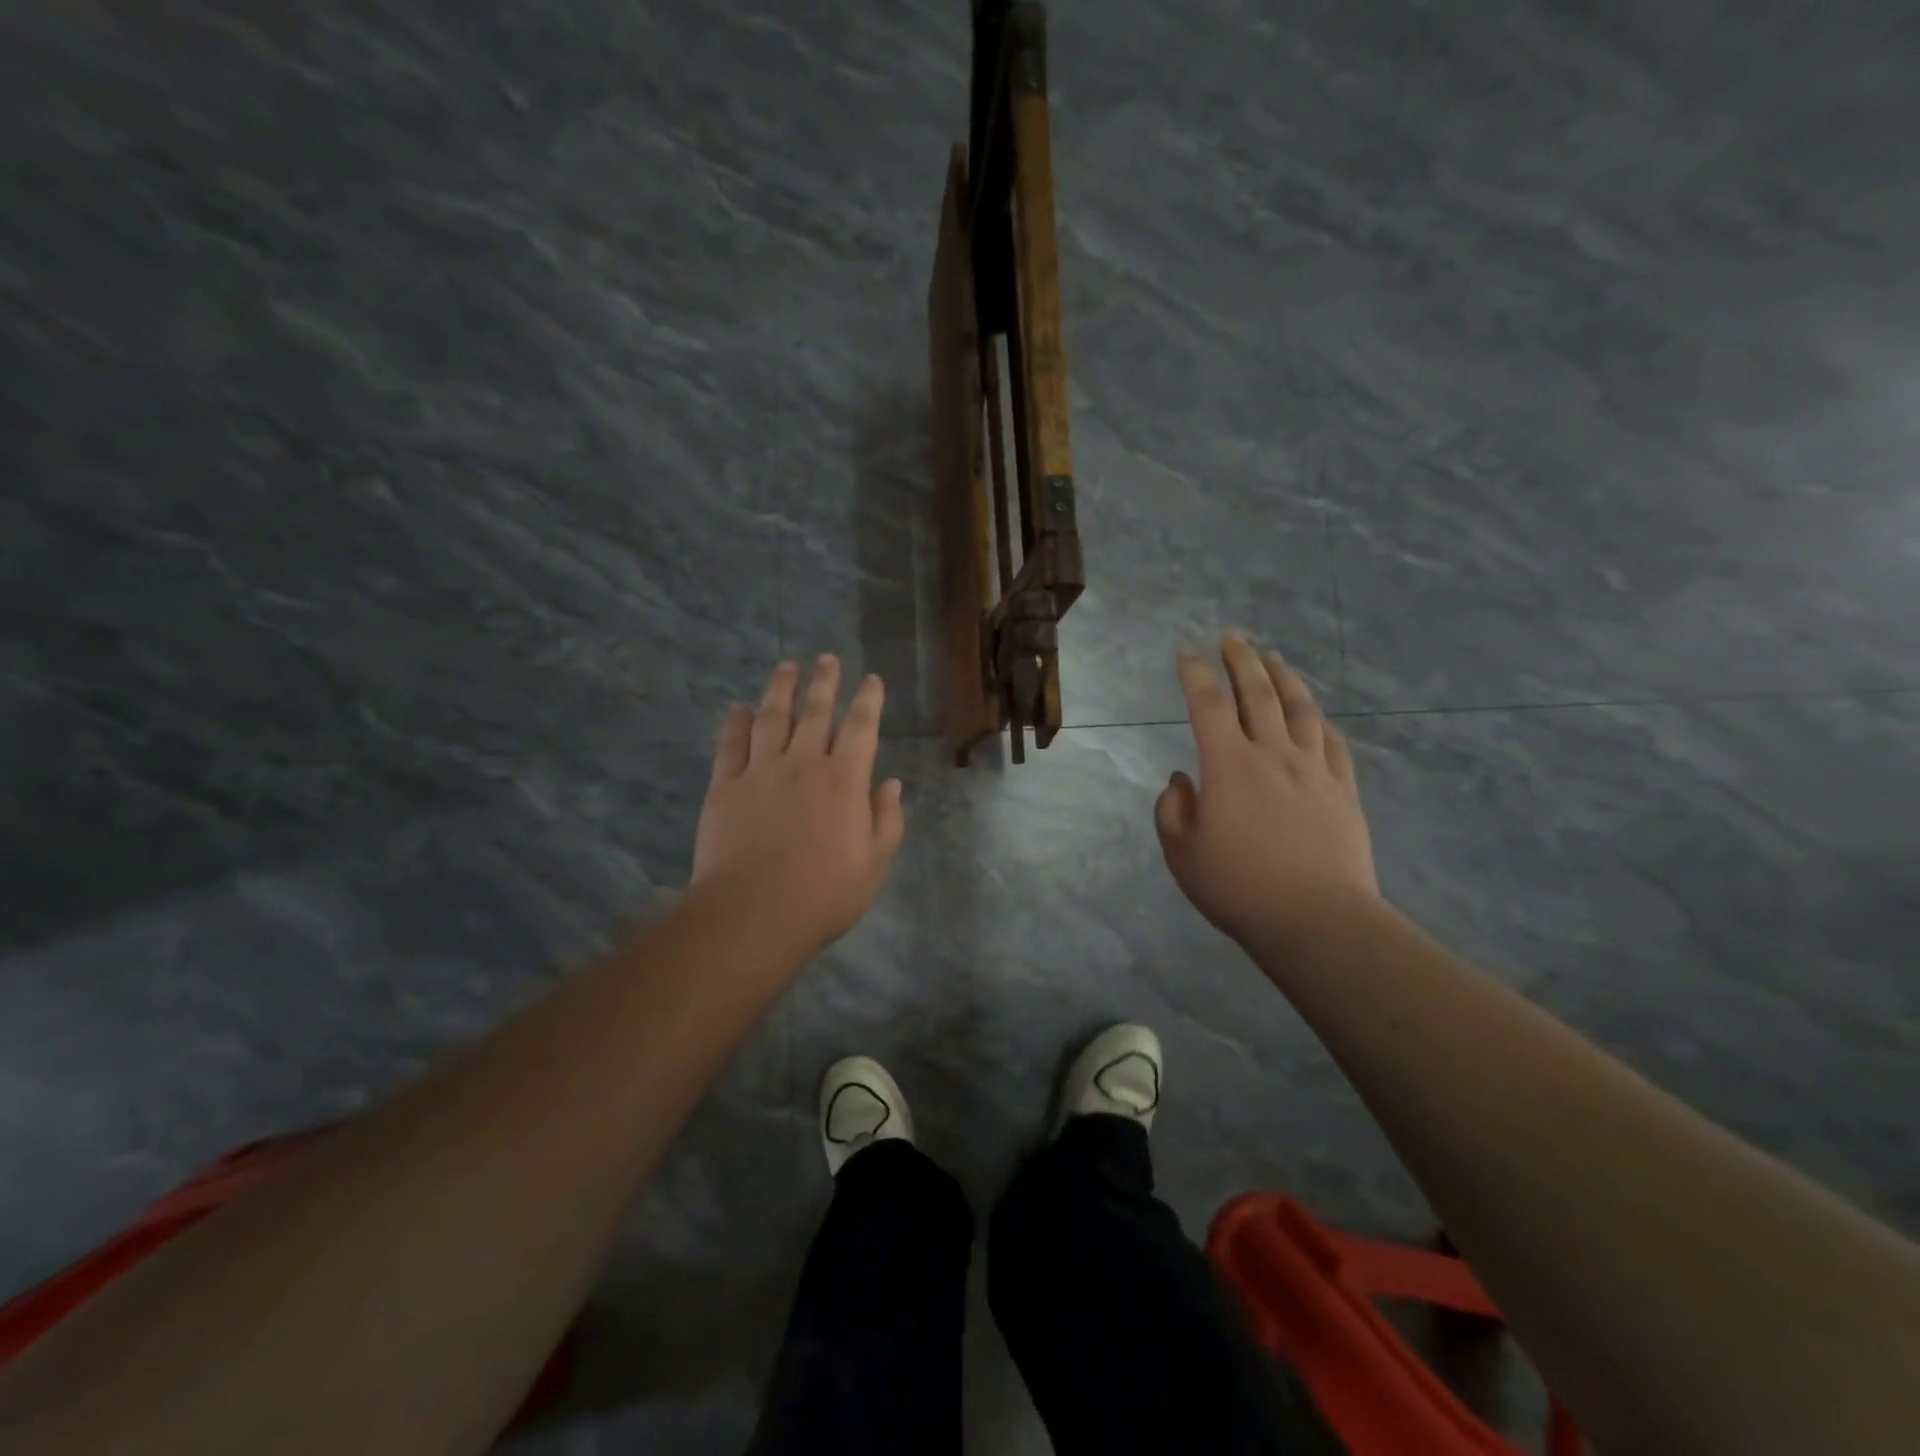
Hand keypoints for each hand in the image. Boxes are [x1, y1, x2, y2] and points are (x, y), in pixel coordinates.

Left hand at [691, 656, 905, 959]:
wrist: (753, 913)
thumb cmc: (823, 894)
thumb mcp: (874, 863)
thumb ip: (886, 819)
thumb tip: (890, 783)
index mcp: (844, 781)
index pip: (861, 728)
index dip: (868, 700)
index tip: (871, 679)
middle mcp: (803, 764)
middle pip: (816, 712)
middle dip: (824, 682)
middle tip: (827, 659)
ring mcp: (761, 771)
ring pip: (772, 718)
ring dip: (781, 689)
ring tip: (787, 666)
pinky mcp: (725, 786)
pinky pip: (731, 744)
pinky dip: (736, 722)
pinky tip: (739, 708)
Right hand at [1155, 637, 1379, 950]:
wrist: (1317, 920)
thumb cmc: (1238, 887)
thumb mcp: (1182, 853)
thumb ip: (1173, 810)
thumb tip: (1182, 780)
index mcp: (1228, 765)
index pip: (1208, 705)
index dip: (1195, 674)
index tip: (1187, 654)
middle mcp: (1272, 755)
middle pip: (1257, 695)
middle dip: (1242, 662)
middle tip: (1233, 638)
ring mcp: (1314, 770)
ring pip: (1300, 710)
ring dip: (1285, 679)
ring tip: (1275, 659)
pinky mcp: (1343, 791)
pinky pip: (1334, 744)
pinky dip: (1321, 722)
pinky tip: (1317, 715)